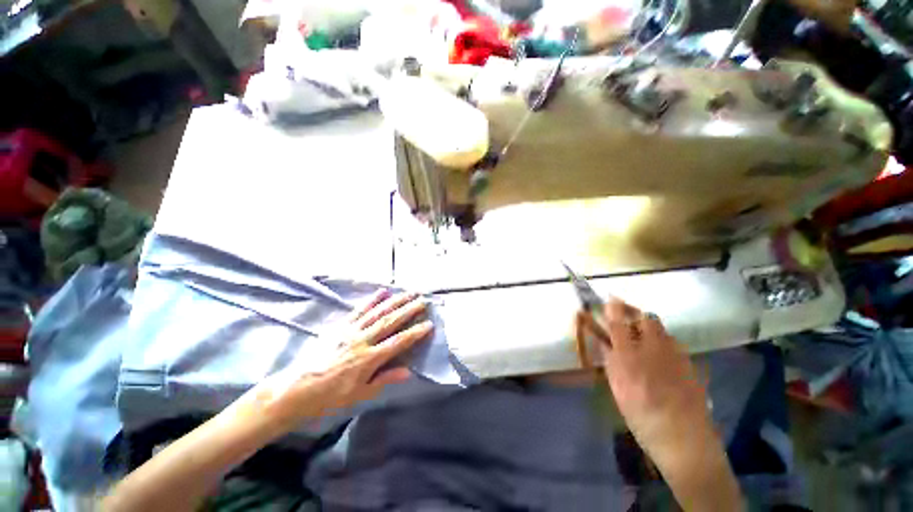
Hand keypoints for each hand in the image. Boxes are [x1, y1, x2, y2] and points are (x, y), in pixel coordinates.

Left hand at [251, 290, 433, 428]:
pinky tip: (381, 291)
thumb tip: (408, 371)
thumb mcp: (358, 395)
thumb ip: (383, 380)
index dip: (414, 333)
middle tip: (423, 300)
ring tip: (408, 292)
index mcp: (367, 359)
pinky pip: (358, 310)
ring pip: (377, 312)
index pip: (397, 343)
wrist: (294, 389)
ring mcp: (350, 330)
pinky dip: (371, 300)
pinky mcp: (339, 325)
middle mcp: (361, 340)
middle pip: (389, 322)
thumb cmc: (328, 396)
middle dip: (408, 310)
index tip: (429, 324)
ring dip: (395, 301)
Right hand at [575, 298, 715, 467]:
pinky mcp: (690, 365)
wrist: (685, 440)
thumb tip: (603, 342)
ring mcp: (677, 355)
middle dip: (634, 312)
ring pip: (662, 330)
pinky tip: (659, 355)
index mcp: (631, 356)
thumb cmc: (642, 415)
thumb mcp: (618, 388)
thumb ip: (610, 360)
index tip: (610, 298)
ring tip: (641, 336)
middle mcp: (654, 349)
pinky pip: (673, 343)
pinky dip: (662, 341)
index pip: (619, 322)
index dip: (614, 308)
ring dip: (649, 326)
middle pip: (646, 319)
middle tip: (624, 316)